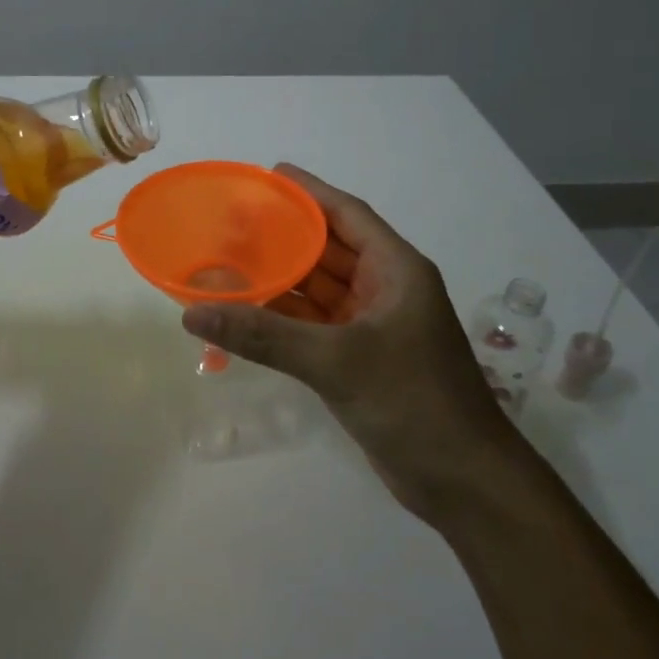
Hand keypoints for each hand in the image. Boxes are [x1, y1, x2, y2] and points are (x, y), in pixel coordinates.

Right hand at [182, 165, 513, 522]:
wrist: (464, 482)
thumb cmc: (412, 402)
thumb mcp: (336, 361)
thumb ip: (264, 335)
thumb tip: (194, 311)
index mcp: (396, 270)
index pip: (347, 214)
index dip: (309, 191)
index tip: (268, 175)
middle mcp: (385, 290)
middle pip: (328, 249)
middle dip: (284, 235)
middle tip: (232, 221)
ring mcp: (373, 327)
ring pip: (318, 290)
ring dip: (279, 279)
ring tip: (228, 260)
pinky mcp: (360, 360)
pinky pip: (314, 325)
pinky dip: (283, 318)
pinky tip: (246, 312)